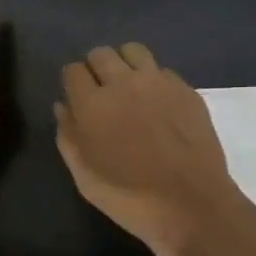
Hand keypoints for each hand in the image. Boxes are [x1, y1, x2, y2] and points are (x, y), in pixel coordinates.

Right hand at [54, 43, 248, 255]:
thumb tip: (63, 106)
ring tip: (130, 89)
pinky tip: (157, 104)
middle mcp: (124, 82)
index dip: (73, 84)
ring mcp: (158, 82)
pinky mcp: (185, 89)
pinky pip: (161, 70)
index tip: (78, 100)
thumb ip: (68, 137)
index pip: (73, 71)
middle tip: (102, 94)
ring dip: (125, 64)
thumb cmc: (130, 199)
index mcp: (93, 104)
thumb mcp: (85, 178)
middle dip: (96, 69)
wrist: (192, 205)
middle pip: (101, 54)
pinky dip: (153, 79)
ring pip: (133, 51)